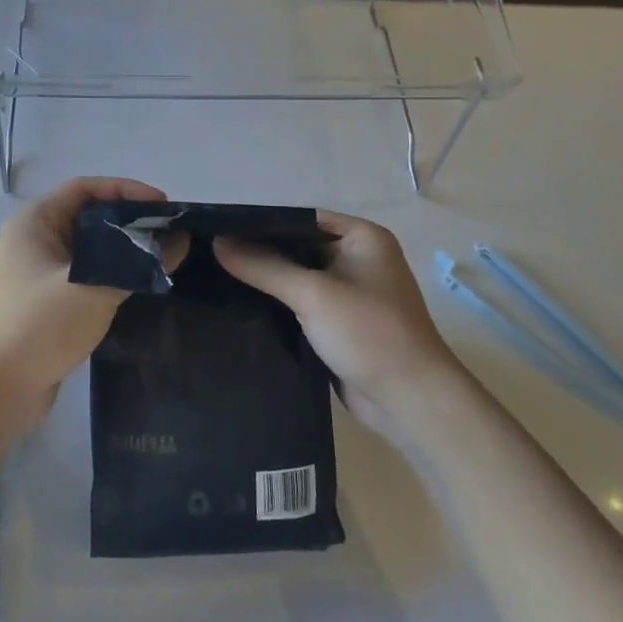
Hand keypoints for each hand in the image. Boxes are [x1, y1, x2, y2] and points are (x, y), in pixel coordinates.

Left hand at [0, 177, 169, 432]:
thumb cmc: (37, 327)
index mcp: (35, 221)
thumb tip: (178, 242)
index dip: (127, 190)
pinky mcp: (47, 302)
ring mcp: (38, 272)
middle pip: (89, 216)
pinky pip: (86, 275)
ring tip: (162, 258)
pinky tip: (139, 286)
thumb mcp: (92, 289)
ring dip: (123, 251)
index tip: (164, 205)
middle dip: (130, 221)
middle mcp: (34, 240)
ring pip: (90, 249)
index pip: (86, 188)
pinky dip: (111, 275)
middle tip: (170, 233)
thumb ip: (137, 265)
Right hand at [214, 212, 464, 439]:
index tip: (220, 231)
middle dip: (260, 254)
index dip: (262, 224)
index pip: (301, 219)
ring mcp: (350, 294)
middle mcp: (357, 259)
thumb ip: (263, 266)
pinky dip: (278, 307)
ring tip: (217, 280)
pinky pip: (302, 306)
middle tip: (212, 257)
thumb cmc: (369, 333)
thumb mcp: (313, 294)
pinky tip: (241, 309)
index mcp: (362, 237)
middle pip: (297, 248)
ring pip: (297, 279)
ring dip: (266, 283)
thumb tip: (217, 242)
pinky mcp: (340, 325)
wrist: (410, 402)